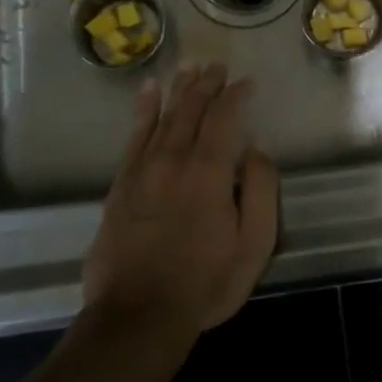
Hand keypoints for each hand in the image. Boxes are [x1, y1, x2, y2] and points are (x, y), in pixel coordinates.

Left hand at [83, 62, 278, 344]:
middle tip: (217, 65)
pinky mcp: (121, 185)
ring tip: (190, 67)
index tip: (247, 82)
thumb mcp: (253, 246)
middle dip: (207, 84)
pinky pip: (133, 136)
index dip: (236, 96)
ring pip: (163, 116)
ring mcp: (143, 171)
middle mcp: (174, 160)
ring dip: (179, 89)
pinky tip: (148, 93)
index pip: (224, 118)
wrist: (138, 316)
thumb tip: (256, 150)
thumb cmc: (205, 283)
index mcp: (209, 172)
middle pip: (191, 110)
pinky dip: (143, 110)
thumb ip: (260, 191)